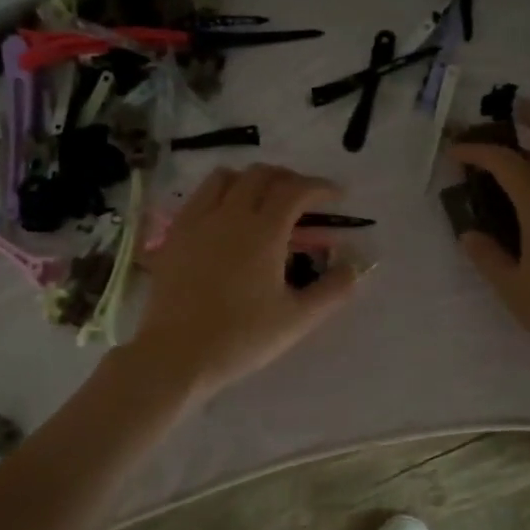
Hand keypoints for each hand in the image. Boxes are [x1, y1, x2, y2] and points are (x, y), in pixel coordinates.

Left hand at [128, 164, 358, 401]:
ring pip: (225, 177)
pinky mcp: (174, 235)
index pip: (296, 190)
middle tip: (304, 198)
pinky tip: (226, 219)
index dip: (321, 187)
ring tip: (263, 199)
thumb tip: (355, 266)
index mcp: (263, 231)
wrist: (177, 354)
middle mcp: (229, 214)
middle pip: (261, 174)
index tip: (337, 196)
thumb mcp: (297, 319)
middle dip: (288, 178)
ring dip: (251, 179)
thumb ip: (332, 289)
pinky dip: (220, 194)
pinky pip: (199, 197)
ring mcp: (197, 221)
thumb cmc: (242, 338)